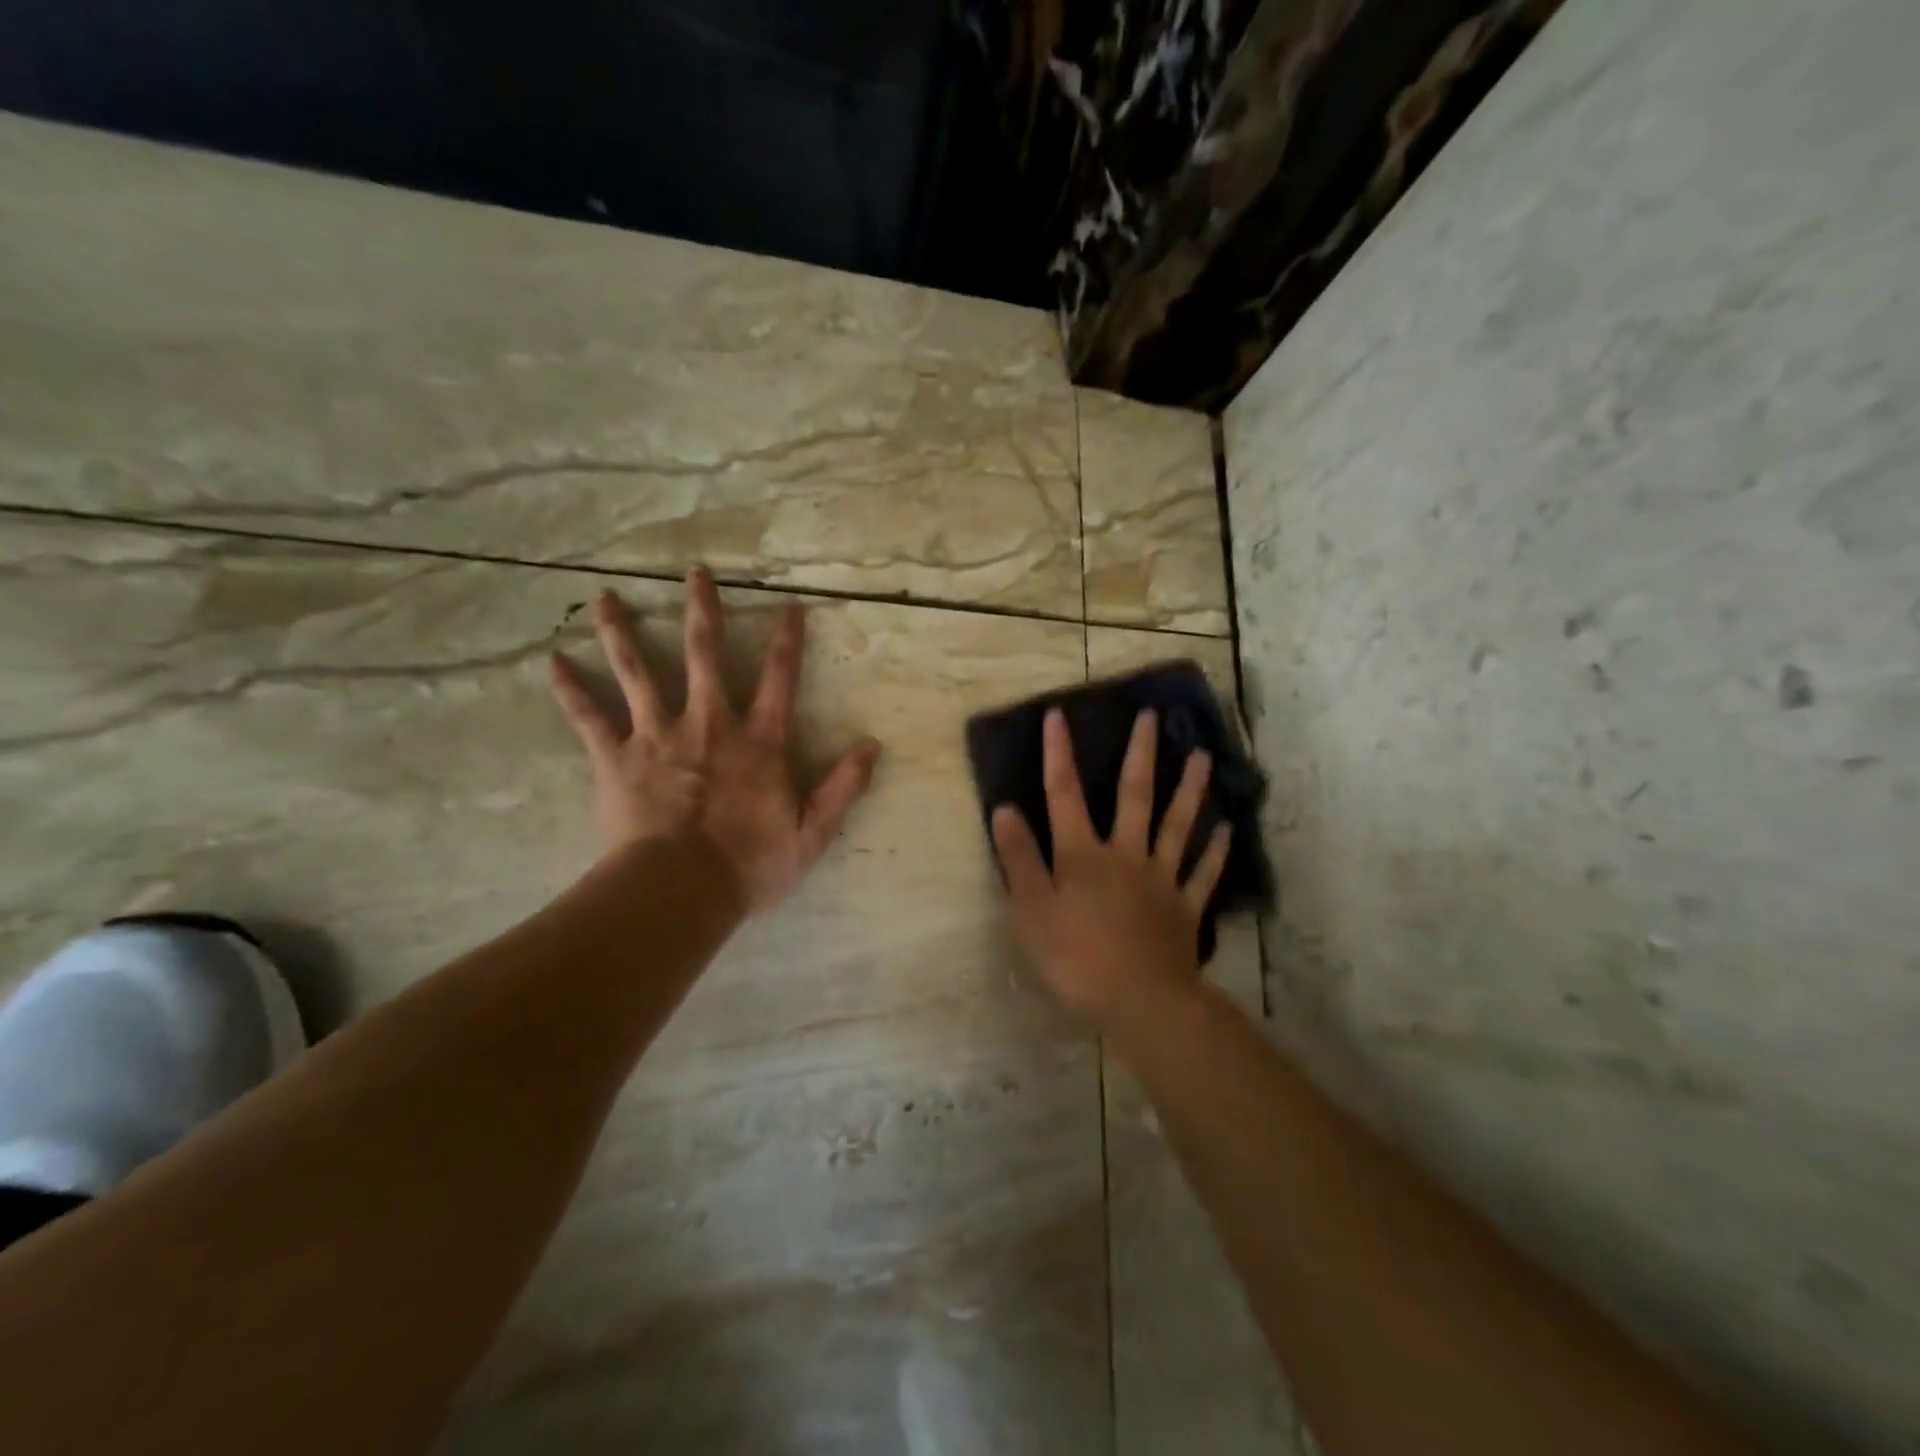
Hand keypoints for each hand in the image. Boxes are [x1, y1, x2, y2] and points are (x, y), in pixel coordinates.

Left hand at [548, 566, 882, 911]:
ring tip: (604, 596)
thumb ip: (844, 786)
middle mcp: (709, 724)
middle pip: (704, 654)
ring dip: (622, 632)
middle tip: (694, 572)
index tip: (789, 605)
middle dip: (702, 610)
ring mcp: (657, 736)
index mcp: (758, 741)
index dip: (787, 640)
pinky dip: (570, 690)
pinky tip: (552, 662)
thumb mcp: (812, 832)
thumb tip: (873, 746)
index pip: (779, 679)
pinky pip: (589, 718)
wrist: (679, 890)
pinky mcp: (616, 758)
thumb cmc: (750, 864)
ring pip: (638, 672)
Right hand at [992, 707, 1231, 1026]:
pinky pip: (1203, 874)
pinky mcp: (1185, 908)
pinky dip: (1215, 851)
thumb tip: (1005, 809)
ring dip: (1190, 789)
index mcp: (1083, 855)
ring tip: (1202, 757)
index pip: (1065, 794)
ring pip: (1177, 825)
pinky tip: (1227, 830)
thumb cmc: (1076, 958)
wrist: (1141, 1002)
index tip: (1059, 715)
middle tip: (1153, 717)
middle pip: (1134, 796)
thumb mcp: (1031, 910)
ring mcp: (1161, 879)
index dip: (1059, 754)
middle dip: (1141, 754)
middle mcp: (1125, 855)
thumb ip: (1019, 859)